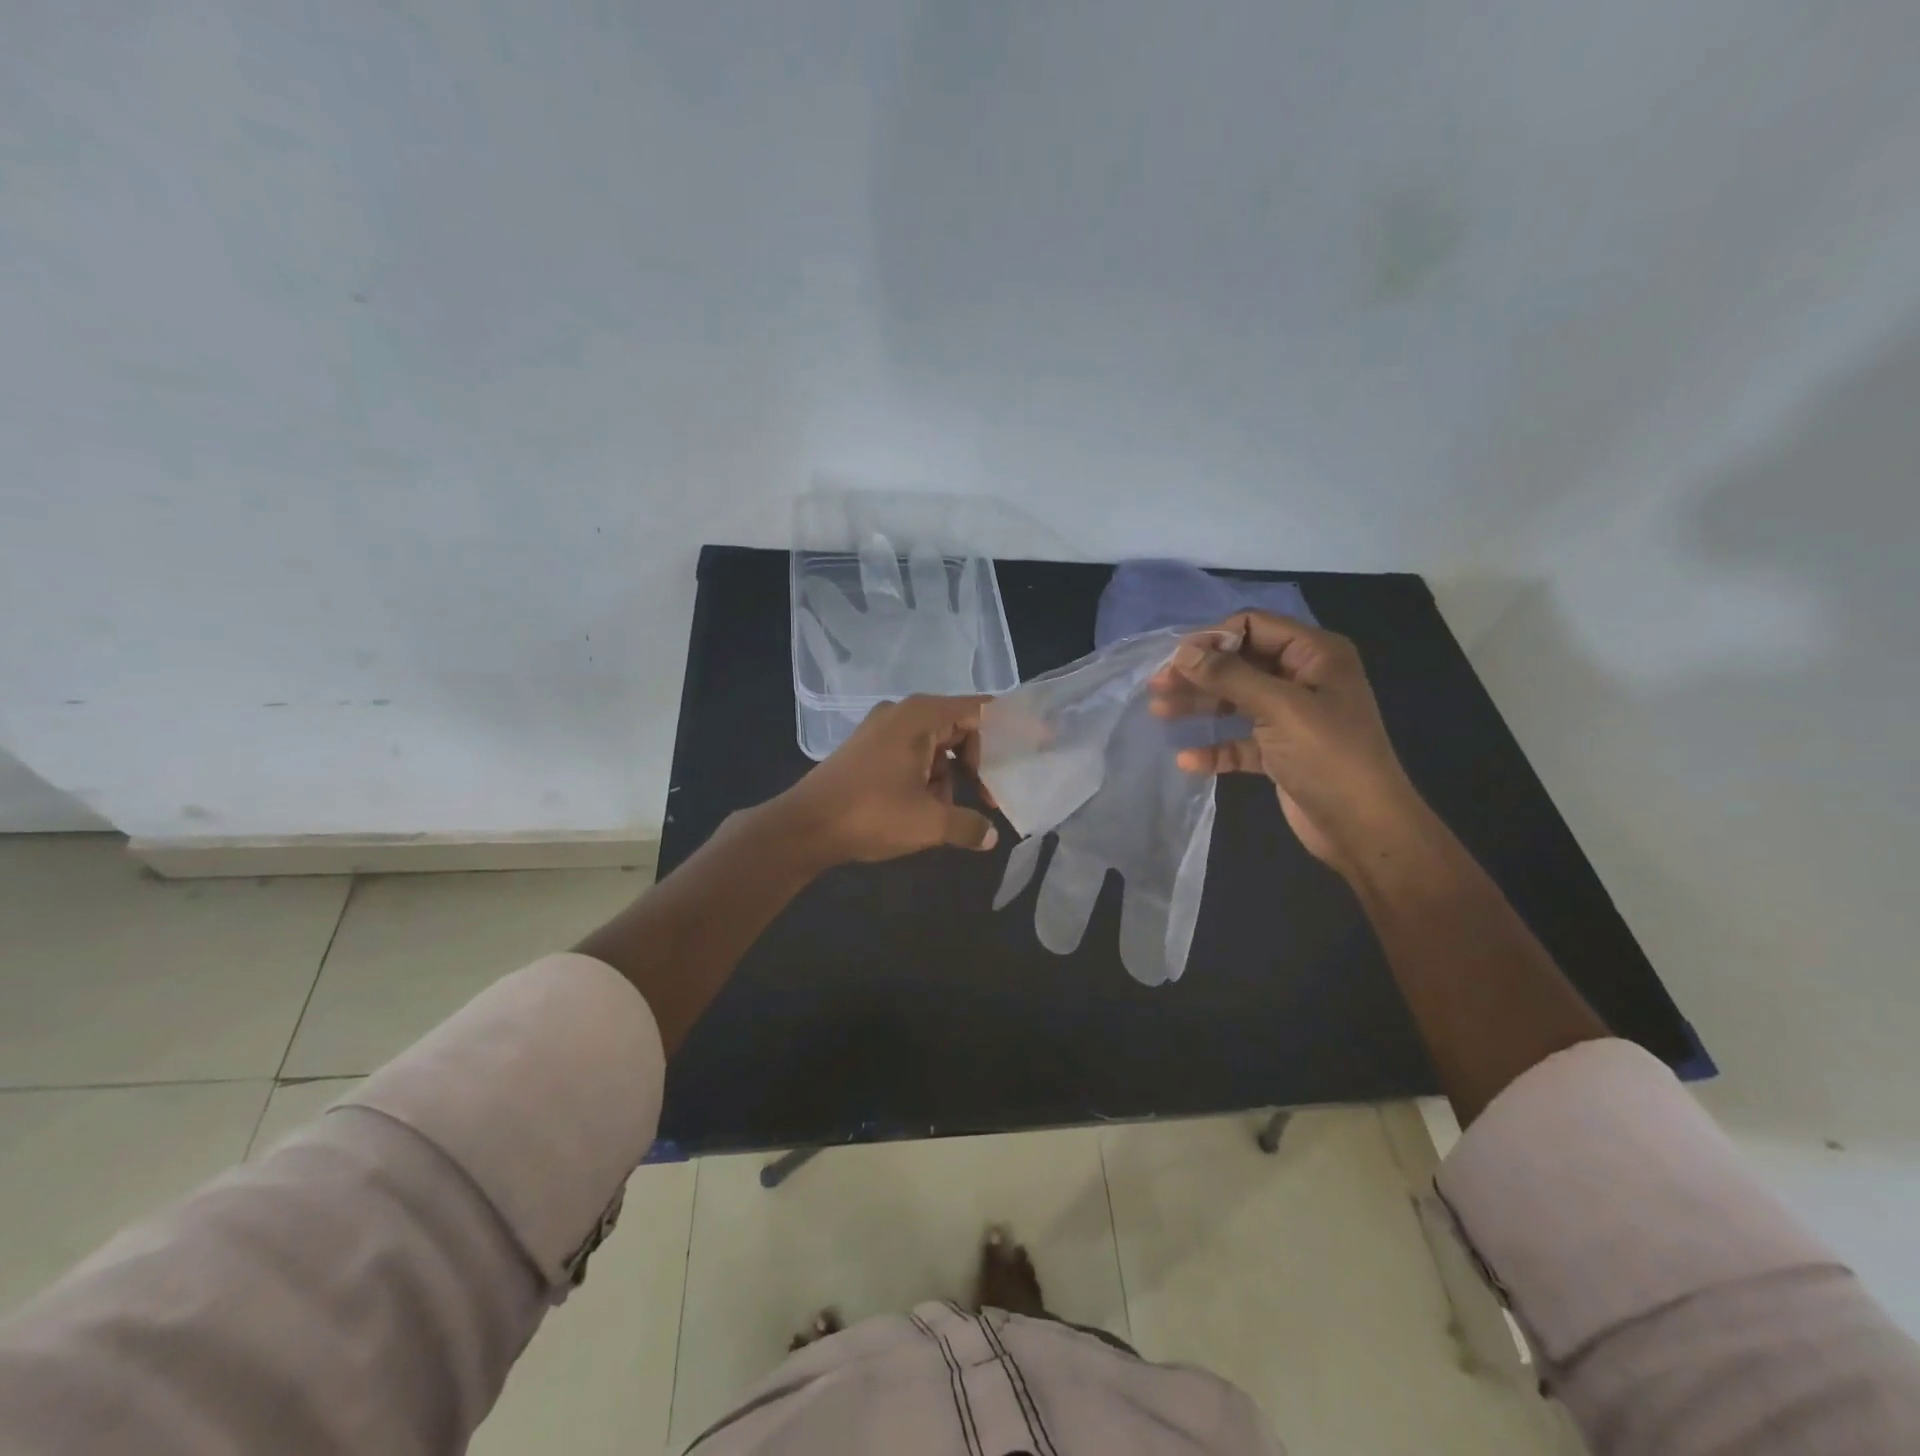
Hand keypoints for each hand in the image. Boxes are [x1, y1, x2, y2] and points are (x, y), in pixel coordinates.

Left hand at [777, 695, 1000, 864]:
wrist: (804, 826)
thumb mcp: (928, 823)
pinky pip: (914, 754)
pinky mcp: (869, 749)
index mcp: (921, 716)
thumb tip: (990, 836)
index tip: (1039, 739)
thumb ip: (967, 825)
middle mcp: (903, 713)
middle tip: (994, 794)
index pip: (980, 709)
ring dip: (952, 775)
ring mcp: (882, 730)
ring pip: (936, 744)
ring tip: (955, 810)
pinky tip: (928, 808)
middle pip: (959, 726)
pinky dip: (929, 776)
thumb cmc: (871, 814)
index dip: (1012, 725)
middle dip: (980, 760)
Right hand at [1147, 612, 1424, 876]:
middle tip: (1157, 685)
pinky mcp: (1280, 751)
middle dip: (1199, 673)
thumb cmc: (1328, 756)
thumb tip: (1182, 652)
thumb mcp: (1279, 708)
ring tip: (1159, 712)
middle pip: (1240, 663)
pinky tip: (1188, 759)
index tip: (1177, 659)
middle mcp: (1303, 679)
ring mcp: (1291, 717)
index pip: (1255, 626)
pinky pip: (1240, 740)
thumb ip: (1229, 676)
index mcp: (1315, 655)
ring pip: (1235, 700)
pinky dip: (1215, 747)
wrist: (1364, 828)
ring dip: (1200, 705)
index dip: (1214, 638)